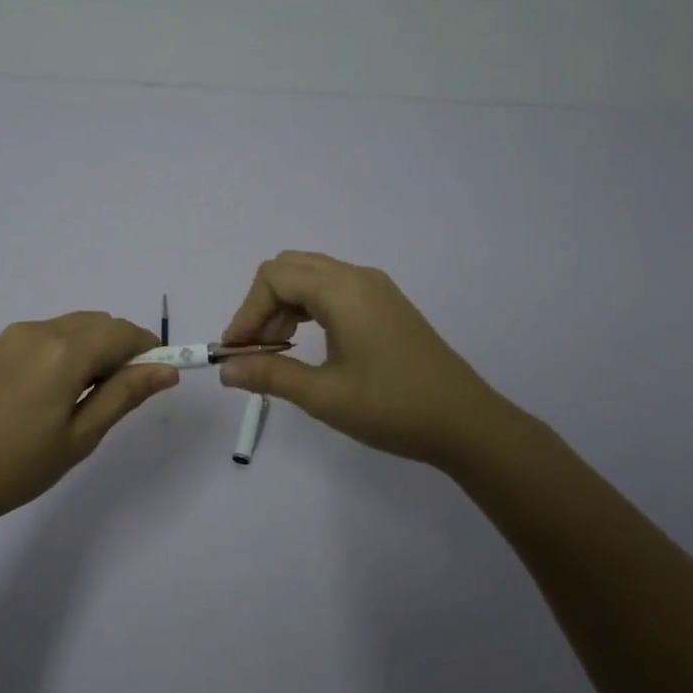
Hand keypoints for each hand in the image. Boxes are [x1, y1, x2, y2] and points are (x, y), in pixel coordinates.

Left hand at [0, 312, 177, 532]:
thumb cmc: (17, 466)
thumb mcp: (80, 436)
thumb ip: (124, 395)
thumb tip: (167, 370)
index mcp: (64, 351)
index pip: (124, 333)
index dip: (150, 350)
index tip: (161, 377)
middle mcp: (41, 330)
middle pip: (101, 323)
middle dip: (124, 348)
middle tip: (126, 394)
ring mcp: (17, 335)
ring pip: (77, 326)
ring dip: (98, 347)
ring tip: (93, 396)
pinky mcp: (1, 346)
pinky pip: (53, 334)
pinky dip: (73, 349)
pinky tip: (63, 389)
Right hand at [218, 251, 524, 472]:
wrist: (467, 424)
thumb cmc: (393, 408)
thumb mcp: (324, 396)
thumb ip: (270, 375)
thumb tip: (225, 369)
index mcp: (343, 290)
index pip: (274, 278)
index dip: (246, 312)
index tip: (234, 352)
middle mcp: (358, 277)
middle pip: (290, 268)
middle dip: (262, 305)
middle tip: (256, 350)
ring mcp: (375, 289)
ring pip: (311, 277)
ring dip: (284, 307)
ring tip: (278, 352)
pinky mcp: (385, 305)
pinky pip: (333, 290)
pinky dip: (308, 309)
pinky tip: (308, 345)